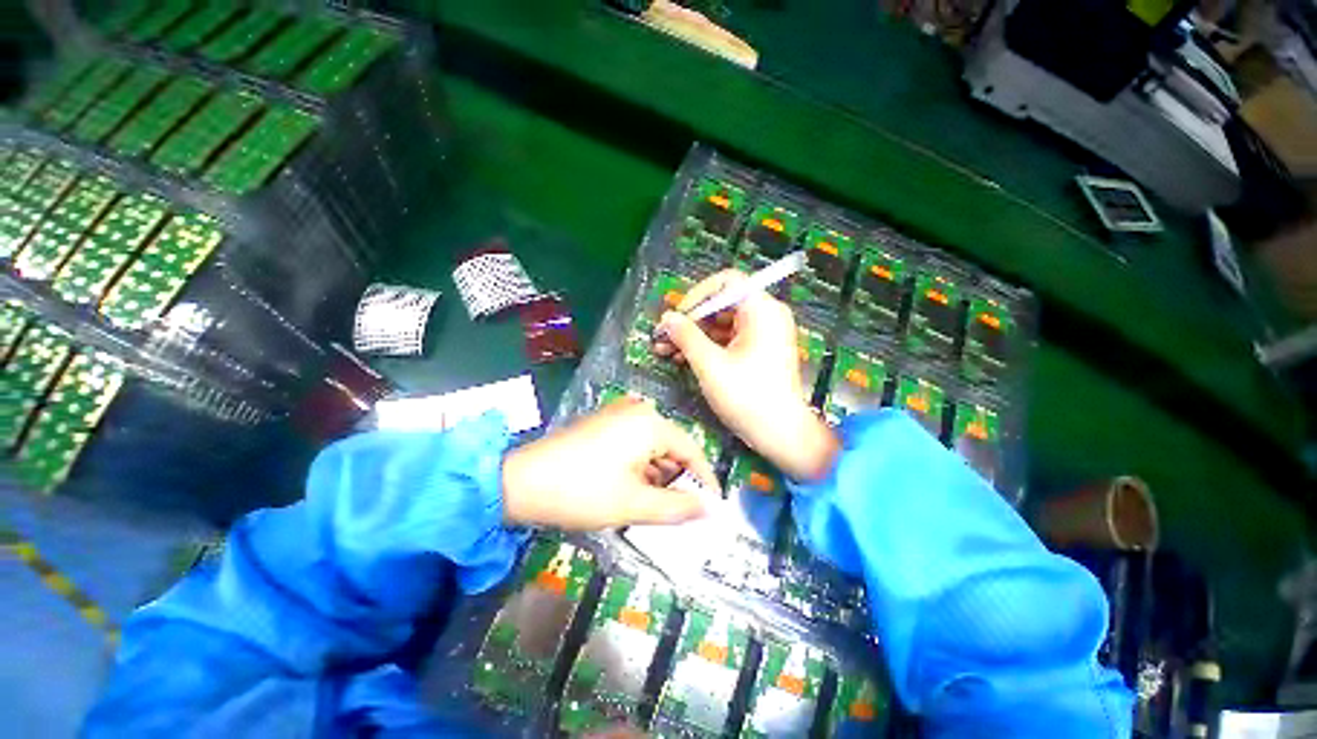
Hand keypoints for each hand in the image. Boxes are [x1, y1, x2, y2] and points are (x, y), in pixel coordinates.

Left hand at [501, 398, 719, 529]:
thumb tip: (712, 510)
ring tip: (652, 505)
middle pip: (672, 448)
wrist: (520, 482)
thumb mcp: (634, 504)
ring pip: (652, 448)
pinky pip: (634, 444)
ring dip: (657, 476)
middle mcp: (638, 410)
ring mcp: (618, 414)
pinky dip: (640, 467)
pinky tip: (631, 488)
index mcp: (650, 423)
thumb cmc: (581, 491)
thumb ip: (678, 507)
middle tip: (679, 512)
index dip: (705, 480)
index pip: (692, 450)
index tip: (713, 507)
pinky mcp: (604, 423)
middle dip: (677, 480)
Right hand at [653, 270, 838, 480]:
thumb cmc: (748, 397)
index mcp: (762, 310)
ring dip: (693, 335)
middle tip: (664, 336)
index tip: (678, 315)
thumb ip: (686, 336)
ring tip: (666, 350)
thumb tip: (667, 318)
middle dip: (690, 320)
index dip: (697, 295)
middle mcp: (765, 316)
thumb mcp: (710, 364)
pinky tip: (683, 359)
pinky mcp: (758, 352)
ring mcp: (763, 335)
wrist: (782, 435)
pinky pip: (728, 340)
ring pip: (721, 324)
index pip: (727, 282)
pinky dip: (707, 347)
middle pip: (721, 304)